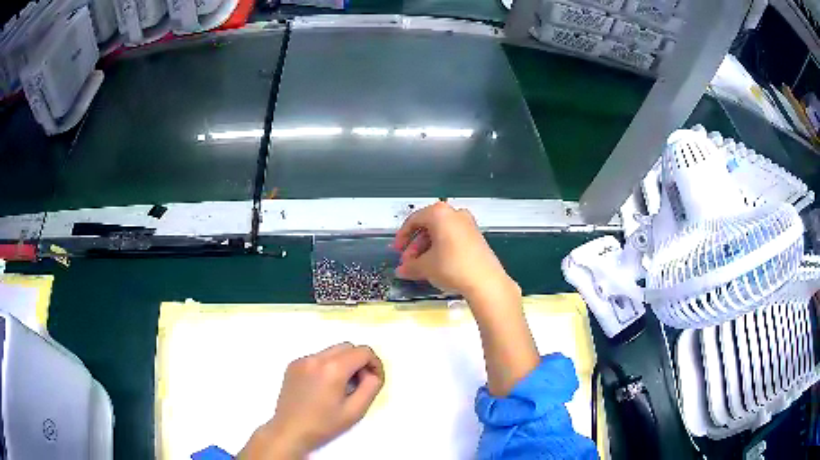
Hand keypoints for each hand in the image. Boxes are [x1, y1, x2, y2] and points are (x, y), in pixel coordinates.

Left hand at [240, 343, 383, 458]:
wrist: (289, 431)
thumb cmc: (324, 425)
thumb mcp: (355, 411)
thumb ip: (371, 387)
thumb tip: (372, 373)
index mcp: (333, 368)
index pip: (363, 352)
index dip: (375, 364)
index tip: (375, 380)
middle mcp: (316, 358)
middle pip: (347, 347)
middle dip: (359, 361)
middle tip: (360, 384)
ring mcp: (302, 360)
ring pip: (332, 351)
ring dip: (343, 363)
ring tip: (342, 387)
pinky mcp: (293, 365)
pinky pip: (317, 358)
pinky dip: (327, 367)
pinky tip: (324, 387)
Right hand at [393, 202, 518, 302]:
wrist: (485, 281)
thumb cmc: (451, 266)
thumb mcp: (425, 266)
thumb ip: (410, 266)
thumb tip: (401, 270)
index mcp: (439, 213)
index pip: (414, 220)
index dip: (402, 236)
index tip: (397, 250)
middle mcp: (455, 214)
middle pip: (428, 227)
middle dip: (415, 246)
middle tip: (408, 262)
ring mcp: (468, 224)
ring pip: (440, 233)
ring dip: (427, 249)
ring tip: (420, 268)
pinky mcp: (476, 237)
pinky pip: (452, 238)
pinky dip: (441, 249)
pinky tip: (436, 266)